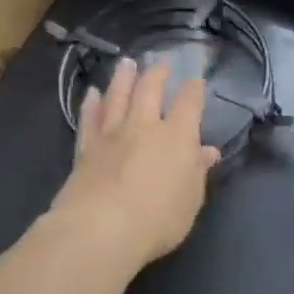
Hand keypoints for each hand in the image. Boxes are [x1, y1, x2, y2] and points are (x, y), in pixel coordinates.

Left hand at [49, 59, 220, 270]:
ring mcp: (112, 135)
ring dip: (123, 78)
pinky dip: (91, 104)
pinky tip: (92, 94)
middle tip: (161, 64)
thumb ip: (198, 171)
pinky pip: (89, 119)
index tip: (196, 79)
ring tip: (127, 63)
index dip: (194, 89)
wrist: (100, 229)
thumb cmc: (158, 218)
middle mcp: (144, 126)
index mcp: (177, 136)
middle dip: (157, 74)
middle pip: (149, 90)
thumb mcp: (191, 199)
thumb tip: (207, 151)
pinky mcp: (86, 149)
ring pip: (117, 97)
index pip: (189, 103)